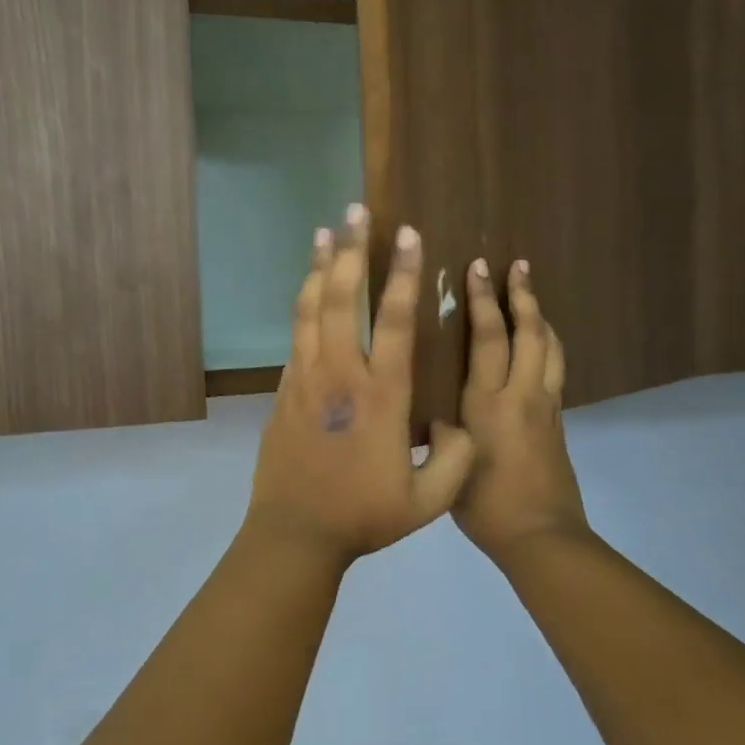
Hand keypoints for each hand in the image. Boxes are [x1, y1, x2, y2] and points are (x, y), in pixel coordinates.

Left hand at [245, 205, 476, 568]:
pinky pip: (295, 337)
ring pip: (309, 311)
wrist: (295, 533)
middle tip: (354, 212)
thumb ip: (456, 459)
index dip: (401, 274)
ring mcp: (305, 381)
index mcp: (381, 396)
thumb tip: (461, 426)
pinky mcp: (284, 392)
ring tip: (324, 231)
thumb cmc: (363, 516)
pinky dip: (302, 306)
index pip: (392, 321)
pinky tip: (307, 289)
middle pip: (340, 299)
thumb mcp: (428, 500)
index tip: (407, 235)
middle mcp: (339, 376)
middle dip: (349, 251)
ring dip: (318, 268)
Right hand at [452, 259, 590, 566]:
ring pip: (550, 348)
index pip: (487, 338)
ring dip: (541, 316)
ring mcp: (545, 406)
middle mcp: (521, 395)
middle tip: (516, 265)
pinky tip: (540, 344)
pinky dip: (548, 345)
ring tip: (531, 293)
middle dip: (521, 296)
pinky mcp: (557, 421)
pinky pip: (556, 369)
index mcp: (488, 403)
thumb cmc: (484, 505)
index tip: (477, 268)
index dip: (482, 300)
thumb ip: (439, 431)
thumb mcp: (446, 465)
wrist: (540, 535)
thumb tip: (430, 412)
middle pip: (528, 333)